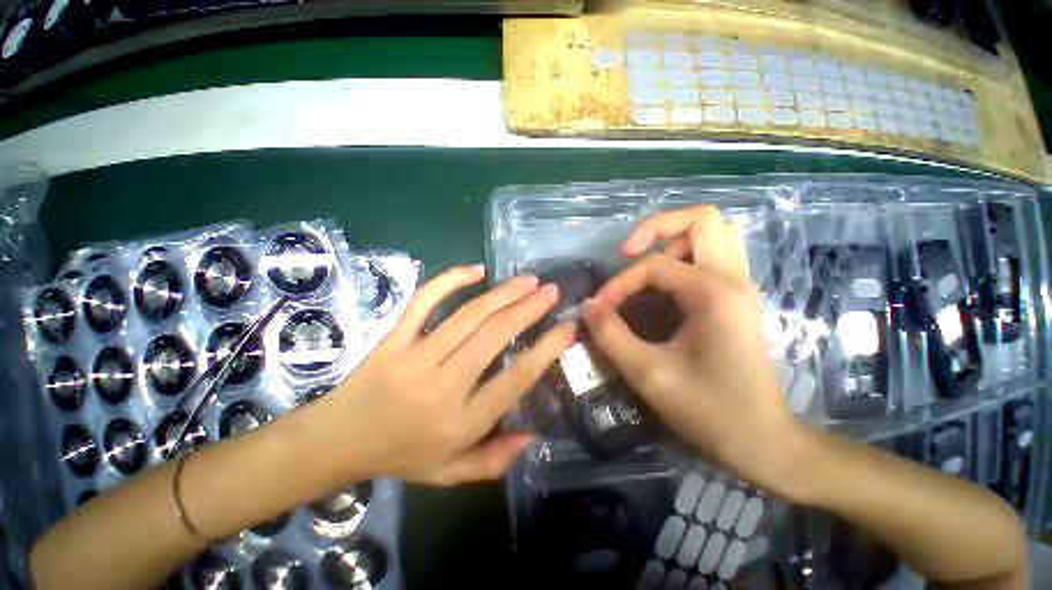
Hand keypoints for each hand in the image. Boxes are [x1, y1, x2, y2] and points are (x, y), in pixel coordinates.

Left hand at [307, 265, 574, 485]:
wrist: (336, 441)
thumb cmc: (399, 457)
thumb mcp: (450, 474)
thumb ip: (494, 460)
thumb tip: (532, 434)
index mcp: (461, 422)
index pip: (516, 379)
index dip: (547, 349)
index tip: (567, 328)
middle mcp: (443, 385)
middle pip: (495, 336)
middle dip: (529, 309)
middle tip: (551, 291)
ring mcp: (415, 357)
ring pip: (469, 315)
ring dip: (503, 293)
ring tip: (528, 280)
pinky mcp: (394, 338)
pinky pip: (424, 301)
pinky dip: (450, 281)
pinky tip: (475, 270)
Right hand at [583, 207, 805, 490]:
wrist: (764, 442)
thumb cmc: (710, 410)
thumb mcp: (649, 374)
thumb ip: (611, 335)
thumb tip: (588, 306)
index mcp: (714, 293)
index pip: (654, 265)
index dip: (619, 283)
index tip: (599, 310)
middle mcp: (733, 279)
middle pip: (703, 219)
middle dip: (658, 227)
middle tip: (629, 253)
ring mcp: (740, 287)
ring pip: (714, 234)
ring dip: (675, 239)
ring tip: (646, 263)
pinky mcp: (737, 300)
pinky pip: (714, 257)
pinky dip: (686, 256)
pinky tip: (664, 283)